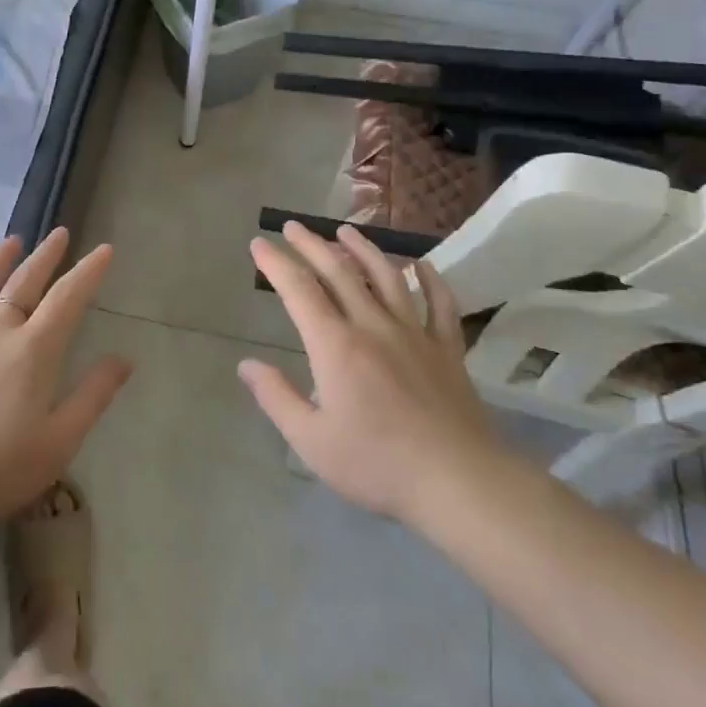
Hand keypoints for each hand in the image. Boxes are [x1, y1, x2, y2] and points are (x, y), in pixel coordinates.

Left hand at [0, 228, 131, 527]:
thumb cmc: (2, 467)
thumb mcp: (61, 439)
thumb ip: (94, 395)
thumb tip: (125, 359)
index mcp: (32, 351)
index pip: (67, 299)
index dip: (88, 272)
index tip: (104, 250)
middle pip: (23, 284)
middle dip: (45, 256)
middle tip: (59, 233)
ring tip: (11, 242)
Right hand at [241, 222, 508, 526]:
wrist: (458, 480)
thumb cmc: (377, 464)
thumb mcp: (311, 441)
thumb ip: (277, 398)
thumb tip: (247, 365)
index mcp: (335, 345)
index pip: (299, 291)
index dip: (276, 263)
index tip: (259, 243)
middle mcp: (372, 326)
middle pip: (339, 273)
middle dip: (312, 245)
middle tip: (294, 226)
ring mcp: (414, 334)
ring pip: (386, 277)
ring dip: (364, 250)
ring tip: (346, 231)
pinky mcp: (447, 349)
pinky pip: (440, 304)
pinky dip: (430, 280)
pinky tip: (422, 266)